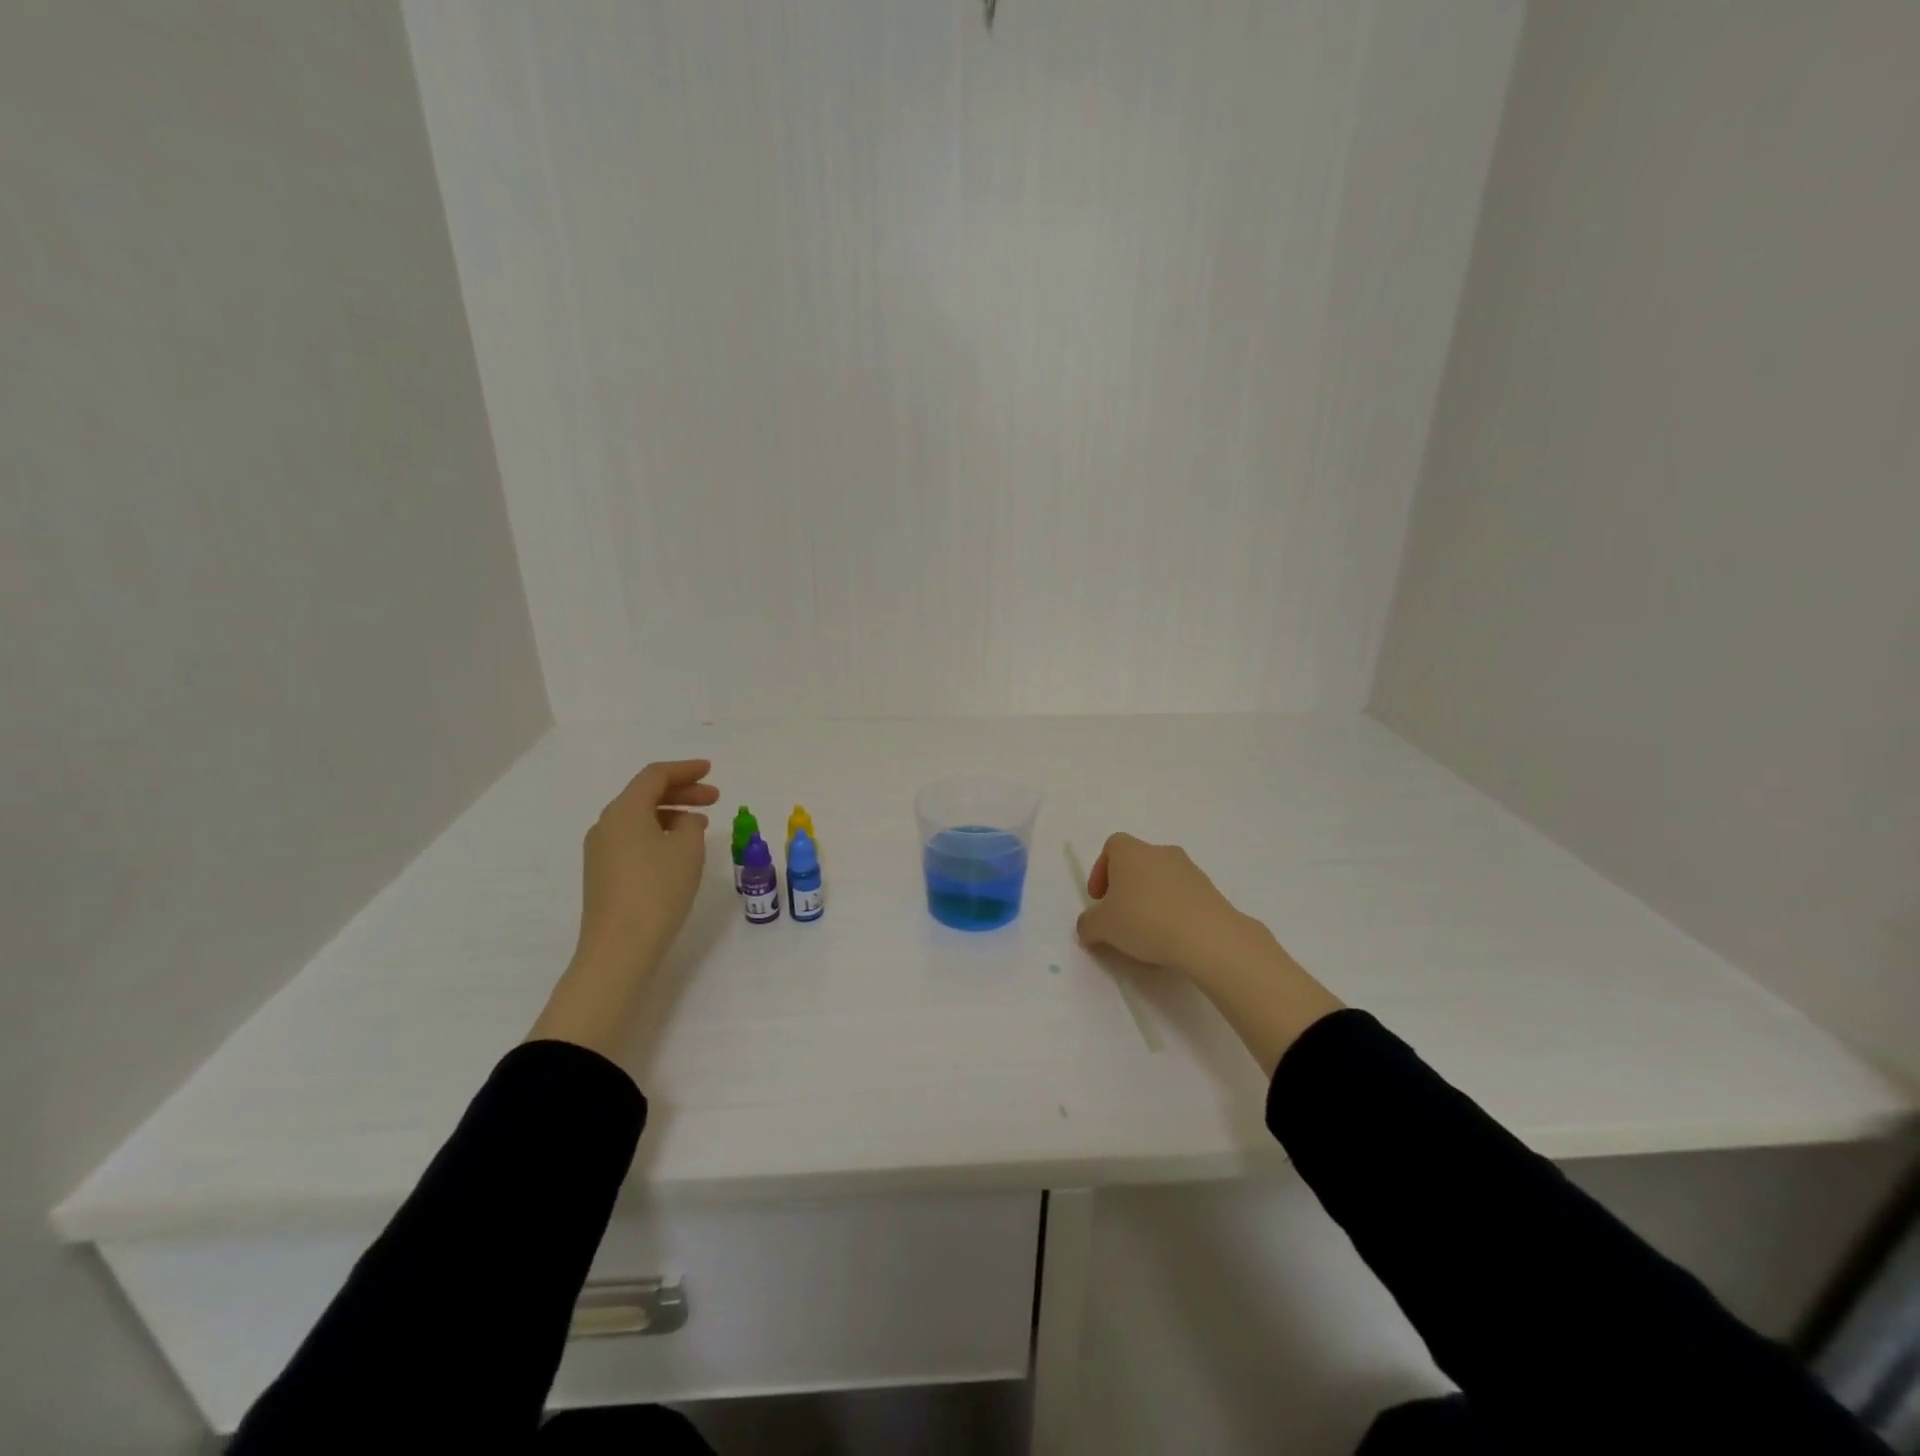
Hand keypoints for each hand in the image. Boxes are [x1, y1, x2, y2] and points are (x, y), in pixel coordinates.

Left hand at [573, 759, 718, 975]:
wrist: (620, 947)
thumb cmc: (658, 890)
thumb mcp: (688, 849)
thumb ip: (691, 824)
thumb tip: (684, 822)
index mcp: (624, 811)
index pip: (654, 776)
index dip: (685, 770)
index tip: (710, 770)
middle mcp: (606, 825)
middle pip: (645, 795)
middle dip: (682, 792)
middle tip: (714, 798)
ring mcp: (601, 851)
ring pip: (639, 818)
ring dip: (671, 814)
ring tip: (702, 824)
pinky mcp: (603, 874)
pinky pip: (633, 839)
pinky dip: (659, 833)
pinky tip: (679, 849)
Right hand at [1076, 832, 1262, 977]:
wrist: (1208, 936)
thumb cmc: (1145, 920)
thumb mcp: (1102, 927)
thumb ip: (1087, 924)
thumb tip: (1088, 926)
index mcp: (1131, 852)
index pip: (1111, 846)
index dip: (1101, 870)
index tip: (1099, 899)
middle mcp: (1160, 852)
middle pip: (1136, 862)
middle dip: (1125, 887)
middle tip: (1119, 916)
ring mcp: (1189, 869)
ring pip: (1160, 878)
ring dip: (1149, 898)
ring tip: (1146, 931)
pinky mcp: (1210, 890)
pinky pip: (1182, 894)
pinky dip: (1172, 909)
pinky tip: (1170, 935)